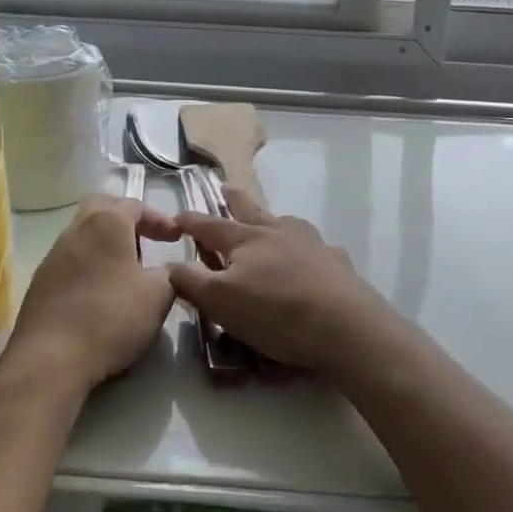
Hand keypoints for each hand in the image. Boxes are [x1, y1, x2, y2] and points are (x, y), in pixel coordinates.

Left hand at [9, 195, 180, 391]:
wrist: (50, 361)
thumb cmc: (111, 317)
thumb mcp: (158, 295)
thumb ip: (170, 274)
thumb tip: (168, 270)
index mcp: (106, 224)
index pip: (135, 205)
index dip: (159, 218)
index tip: (177, 237)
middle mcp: (75, 231)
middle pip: (101, 209)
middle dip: (126, 219)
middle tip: (146, 241)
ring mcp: (53, 257)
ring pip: (83, 235)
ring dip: (106, 245)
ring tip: (127, 271)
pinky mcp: (39, 285)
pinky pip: (70, 262)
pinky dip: (90, 266)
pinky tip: (101, 293)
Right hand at [170, 188, 395, 377]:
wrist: (343, 324)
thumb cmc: (275, 313)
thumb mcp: (221, 303)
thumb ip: (192, 282)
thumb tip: (169, 263)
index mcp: (245, 240)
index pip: (210, 225)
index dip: (191, 221)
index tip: (177, 216)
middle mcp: (277, 231)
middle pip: (250, 210)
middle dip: (234, 199)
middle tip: (225, 187)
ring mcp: (310, 242)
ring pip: (285, 222)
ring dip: (273, 219)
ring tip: (269, 221)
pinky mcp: (334, 261)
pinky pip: (316, 248)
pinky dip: (307, 248)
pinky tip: (311, 257)